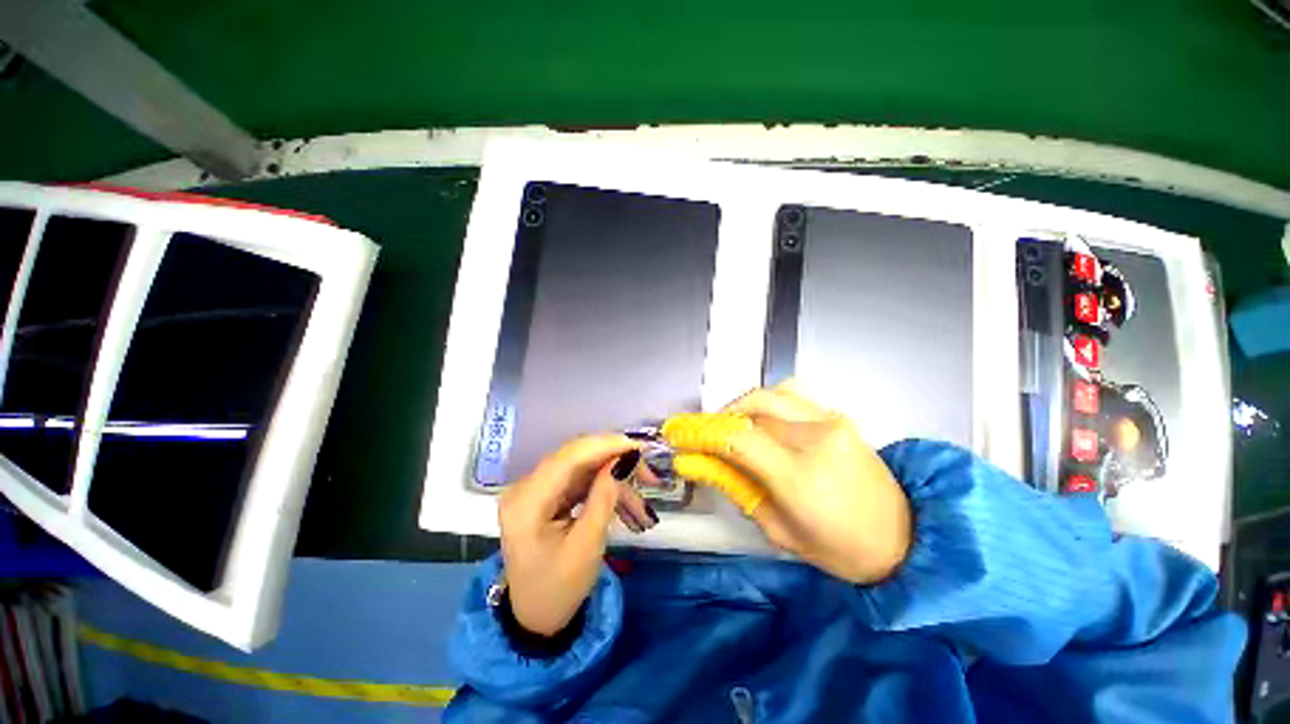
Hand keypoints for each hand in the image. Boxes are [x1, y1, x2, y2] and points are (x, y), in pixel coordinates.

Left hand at [498, 435, 653, 635]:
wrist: (535, 617)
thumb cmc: (558, 589)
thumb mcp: (587, 546)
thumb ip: (604, 497)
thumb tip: (624, 460)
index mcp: (527, 501)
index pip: (570, 457)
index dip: (607, 445)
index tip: (640, 448)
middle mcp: (527, 486)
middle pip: (578, 457)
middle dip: (617, 460)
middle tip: (649, 474)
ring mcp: (537, 488)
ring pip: (585, 467)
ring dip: (617, 478)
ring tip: (644, 501)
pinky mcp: (548, 494)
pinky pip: (582, 480)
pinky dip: (607, 489)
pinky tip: (629, 505)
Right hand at [713, 382, 911, 583]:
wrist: (903, 538)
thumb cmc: (838, 548)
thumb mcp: (777, 529)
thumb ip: (735, 488)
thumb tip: (696, 462)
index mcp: (800, 475)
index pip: (738, 438)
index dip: (703, 433)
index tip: (681, 436)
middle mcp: (816, 438)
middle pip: (751, 407)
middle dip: (720, 419)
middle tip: (707, 434)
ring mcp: (831, 421)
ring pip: (769, 394)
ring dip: (742, 407)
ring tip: (733, 427)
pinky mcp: (839, 416)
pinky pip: (792, 395)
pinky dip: (768, 402)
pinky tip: (765, 420)